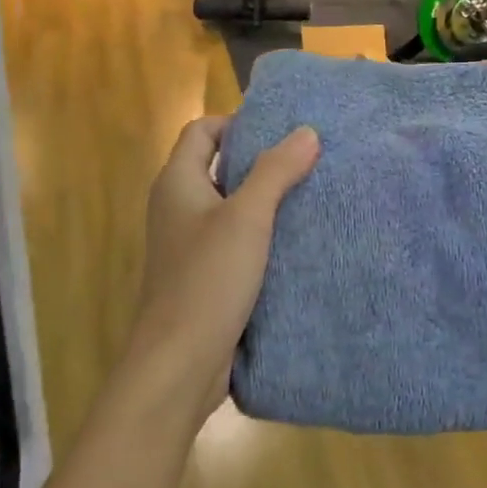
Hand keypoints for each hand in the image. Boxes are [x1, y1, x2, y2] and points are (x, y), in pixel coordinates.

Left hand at [126, 117, 319, 428]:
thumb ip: (275, 171)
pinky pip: (234, 241)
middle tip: (307, 161)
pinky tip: (295, 241)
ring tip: (310, 197)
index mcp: (177, 183)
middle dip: (259, 162)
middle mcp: (177, 207)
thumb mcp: (247, 218)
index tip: (281, 132)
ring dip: (264, 200)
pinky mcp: (203, 276)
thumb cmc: (208, 280)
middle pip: (217, 167)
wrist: (180, 364)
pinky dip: (260, 235)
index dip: (237, 123)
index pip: (202, 131)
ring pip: (229, 207)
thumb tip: (306, 132)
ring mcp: (188, 244)